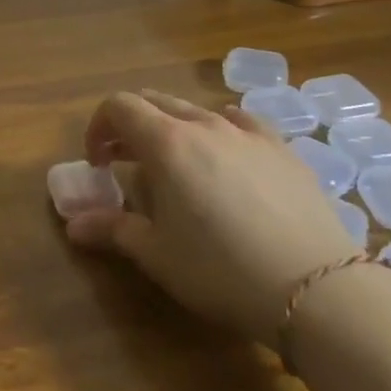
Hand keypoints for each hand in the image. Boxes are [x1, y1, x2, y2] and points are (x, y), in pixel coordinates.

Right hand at [65, 90, 357, 344]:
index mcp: (166, 142)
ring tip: (175, 166)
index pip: (118, 107)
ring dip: (172, 128)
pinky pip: (242, 121)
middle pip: (154, 102)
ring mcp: (248, 133)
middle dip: (130, 126)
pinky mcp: (282, 148)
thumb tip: (73, 225)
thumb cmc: (220, 269)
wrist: (316, 289)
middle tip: (125, 163)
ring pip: (197, 110)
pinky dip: (220, 127)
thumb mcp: (156, 254)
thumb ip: (112, 230)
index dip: (98, 128)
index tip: (98, 163)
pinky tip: (226, 149)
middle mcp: (204, 124)